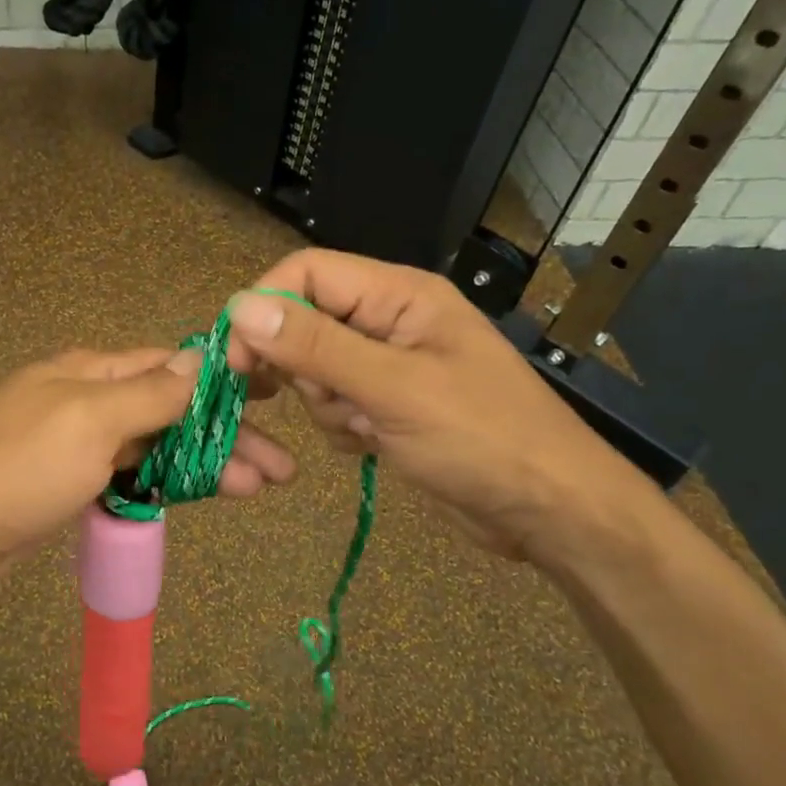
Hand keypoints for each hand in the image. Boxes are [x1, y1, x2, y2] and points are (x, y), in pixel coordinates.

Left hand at [0, 347, 294, 602]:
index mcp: (91, 372)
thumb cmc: (18, 468)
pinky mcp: (74, 486)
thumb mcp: (89, 420)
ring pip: (158, 446)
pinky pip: (134, 477)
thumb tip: (201, 359)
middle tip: (282, 467)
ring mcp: (81, 446)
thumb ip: (149, 393)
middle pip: (171, 410)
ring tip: (261, 487)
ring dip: (207, 464)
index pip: (170, 365)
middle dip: (226, 434)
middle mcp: (89, 400)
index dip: (223, 379)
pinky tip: (206, 496)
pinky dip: (171, 485)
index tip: (274, 394)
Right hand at [223, 250, 641, 562]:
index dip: (265, 308)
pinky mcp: (386, 405)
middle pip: (304, 322)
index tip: (237, 361)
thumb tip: (240, 307)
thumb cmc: (483, 439)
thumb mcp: (394, 389)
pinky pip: (334, 404)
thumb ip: (315, 346)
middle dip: (302, 369)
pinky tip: (376, 445)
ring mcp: (387, 365)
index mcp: (398, 295)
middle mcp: (389, 321)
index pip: (307, 273)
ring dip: (326, 404)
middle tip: (335, 403)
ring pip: (314, 369)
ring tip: (370, 428)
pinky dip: (342, 427)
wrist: (547, 512)